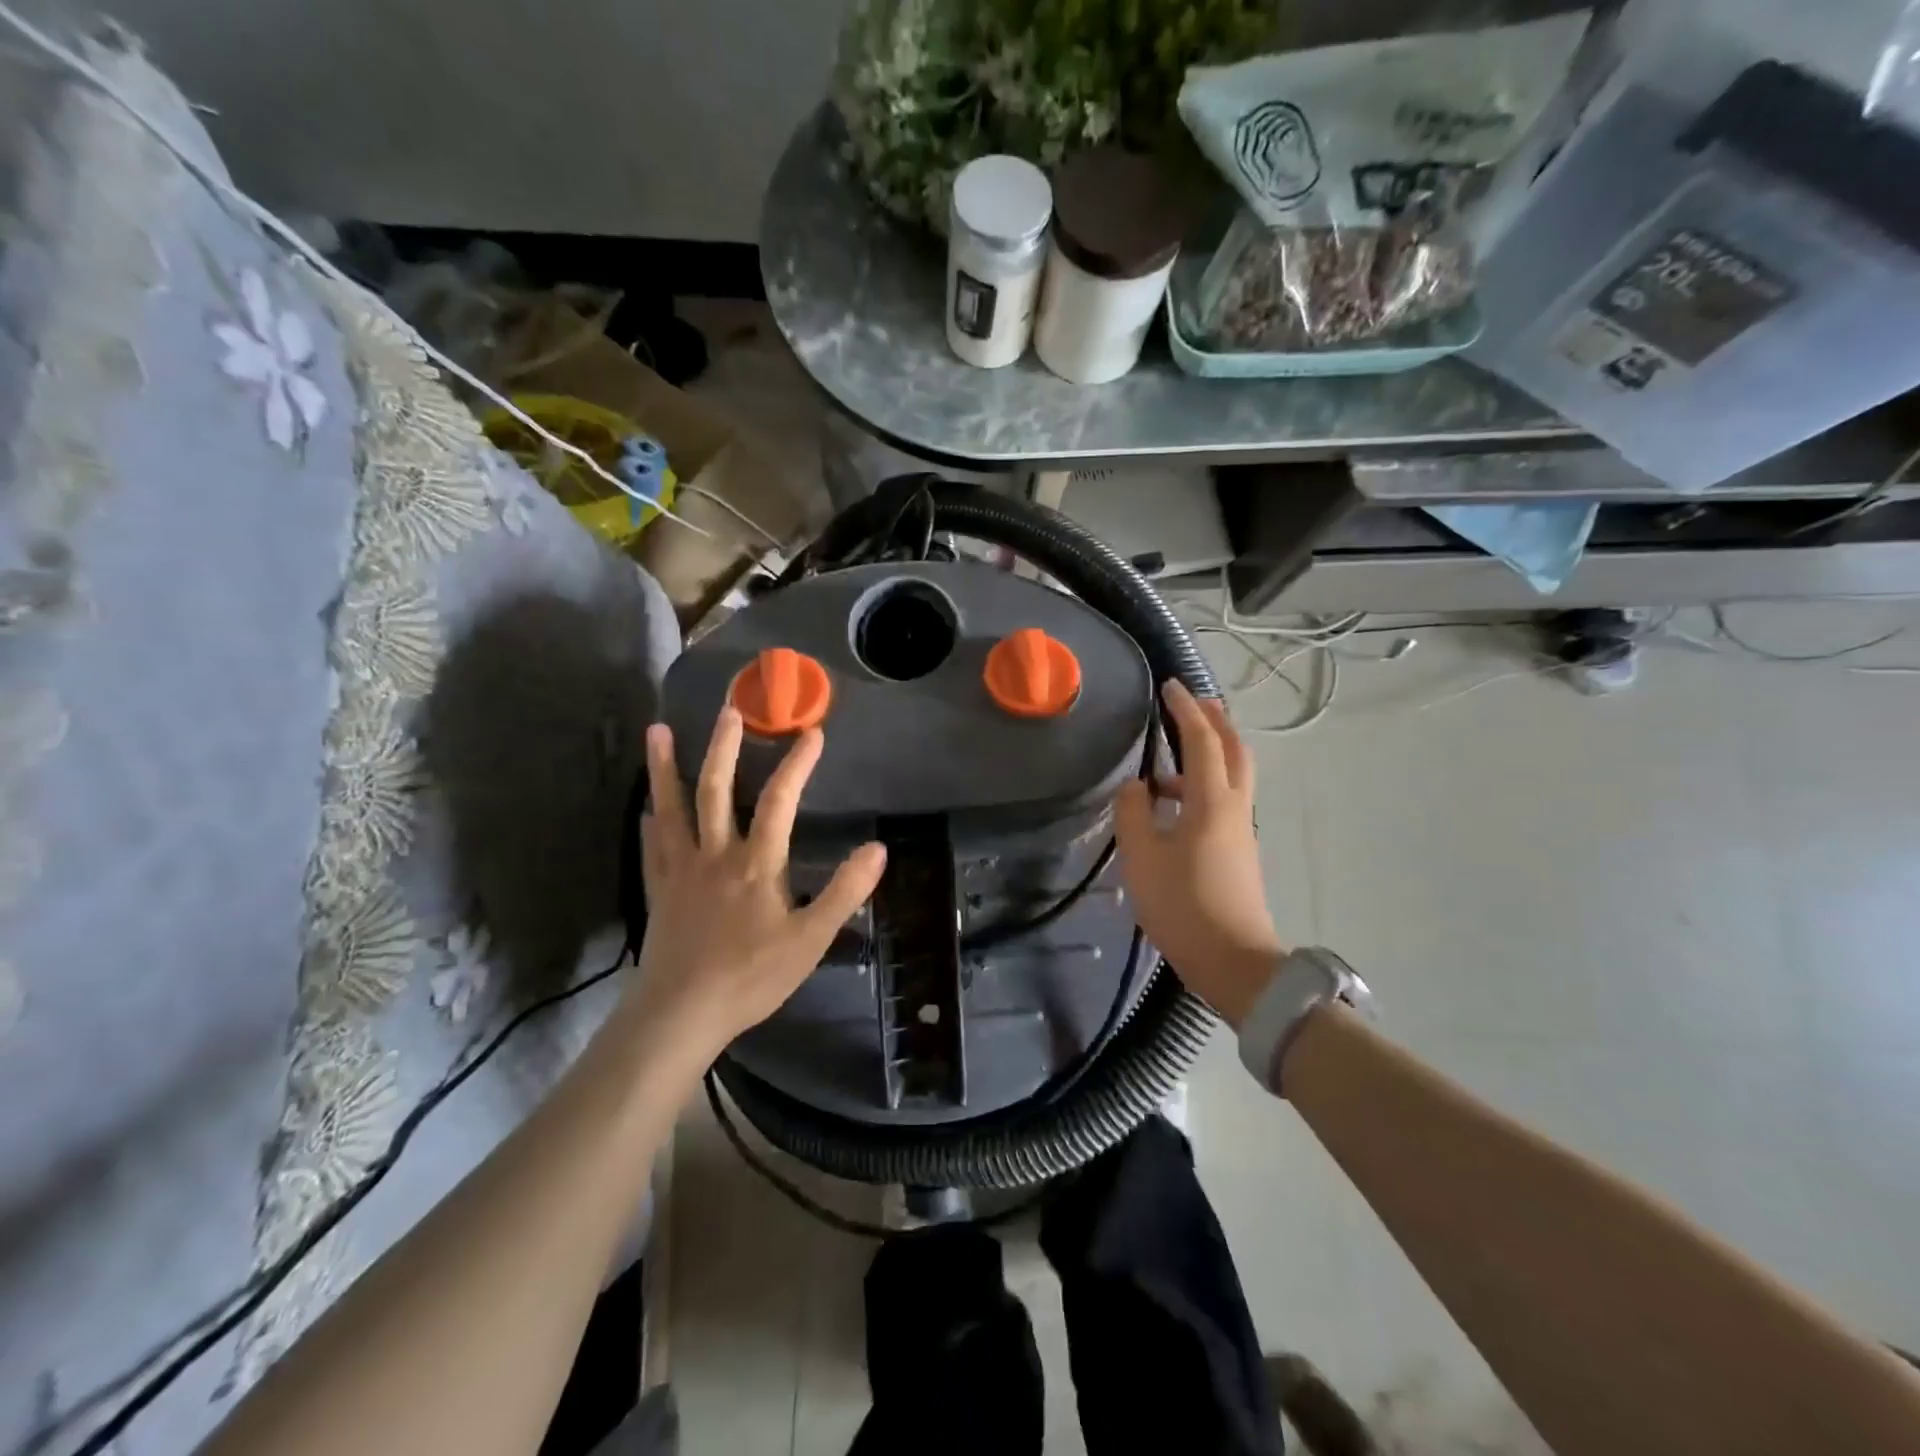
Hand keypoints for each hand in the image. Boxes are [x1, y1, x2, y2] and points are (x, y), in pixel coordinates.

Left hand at [629, 707, 886, 1059]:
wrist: (680, 1014)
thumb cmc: (751, 976)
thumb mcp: (811, 939)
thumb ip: (844, 892)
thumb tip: (878, 849)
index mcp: (756, 863)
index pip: (781, 801)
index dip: (798, 764)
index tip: (813, 732)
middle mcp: (715, 855)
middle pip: (716, 790)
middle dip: (724, 748)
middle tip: (728, 711)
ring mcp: (681, 871)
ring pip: (672, 809)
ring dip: (665, 769)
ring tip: (656, 731)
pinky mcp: (660, 892)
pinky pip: (652, 847)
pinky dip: (650, 822)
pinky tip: (646, 809)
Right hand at [1114, 680, 1284, 1028]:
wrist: (1235, 963)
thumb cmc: (1184, 907)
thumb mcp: (1143, 859)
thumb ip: (1133, 814)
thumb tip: (1136, 787)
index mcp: (1212, 801)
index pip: (1202, 740)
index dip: (1185, 709)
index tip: (1170, 685)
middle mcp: (1234, 807)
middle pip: (1233, 749)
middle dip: (1215, 720)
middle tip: (1192, 701)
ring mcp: (1241, 829)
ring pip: (1233, 774)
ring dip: (1210, 751)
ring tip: (1174, 752)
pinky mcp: (1239, 850)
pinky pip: (1224, 799)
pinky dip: (1204, 783)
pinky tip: (1174, 802)